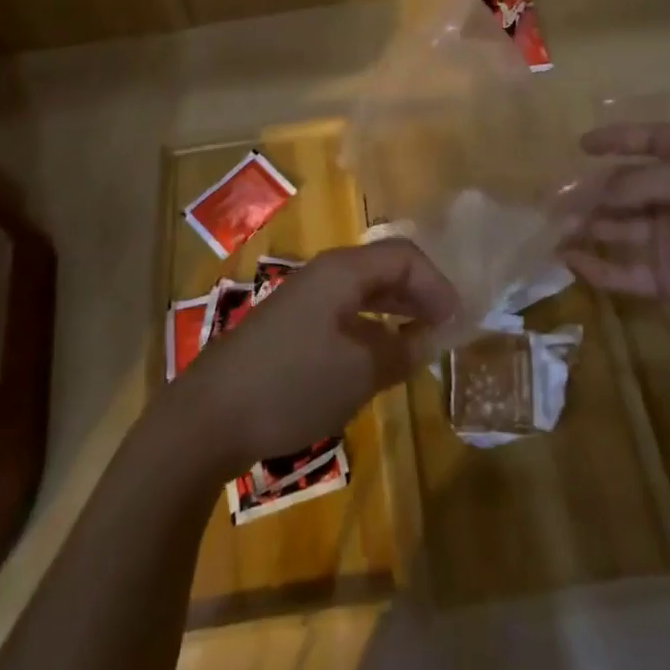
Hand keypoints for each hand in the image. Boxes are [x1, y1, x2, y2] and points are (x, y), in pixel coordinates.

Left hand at [167, 239, 457, 479]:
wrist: (211, 414)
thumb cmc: (293, 383)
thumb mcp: (359, 372)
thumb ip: (401, 351)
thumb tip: (428, 338)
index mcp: (343, 270)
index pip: (405, 255)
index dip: (437, 284)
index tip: (458, 321)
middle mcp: (324, 273)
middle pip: (384, 267)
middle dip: (419, 293)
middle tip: (446, 328)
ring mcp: (304, 298)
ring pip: (363, 290)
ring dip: (396, 309)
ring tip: (420, 341)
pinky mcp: (291, 325)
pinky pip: (344, 312)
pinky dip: (371, 326)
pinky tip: (377, 356)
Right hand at [560, 123, 669, 348]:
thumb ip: (637, 182)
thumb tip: (596, 193)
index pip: (650, 141)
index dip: (616, 139)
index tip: (581, 145)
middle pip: (625, 187)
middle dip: (590, 191)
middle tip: (552, 200)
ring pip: (619, 227)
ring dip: (587, 226)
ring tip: (553, 229)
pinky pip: (626, 270)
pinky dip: (598, 266)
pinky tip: (569, 261)